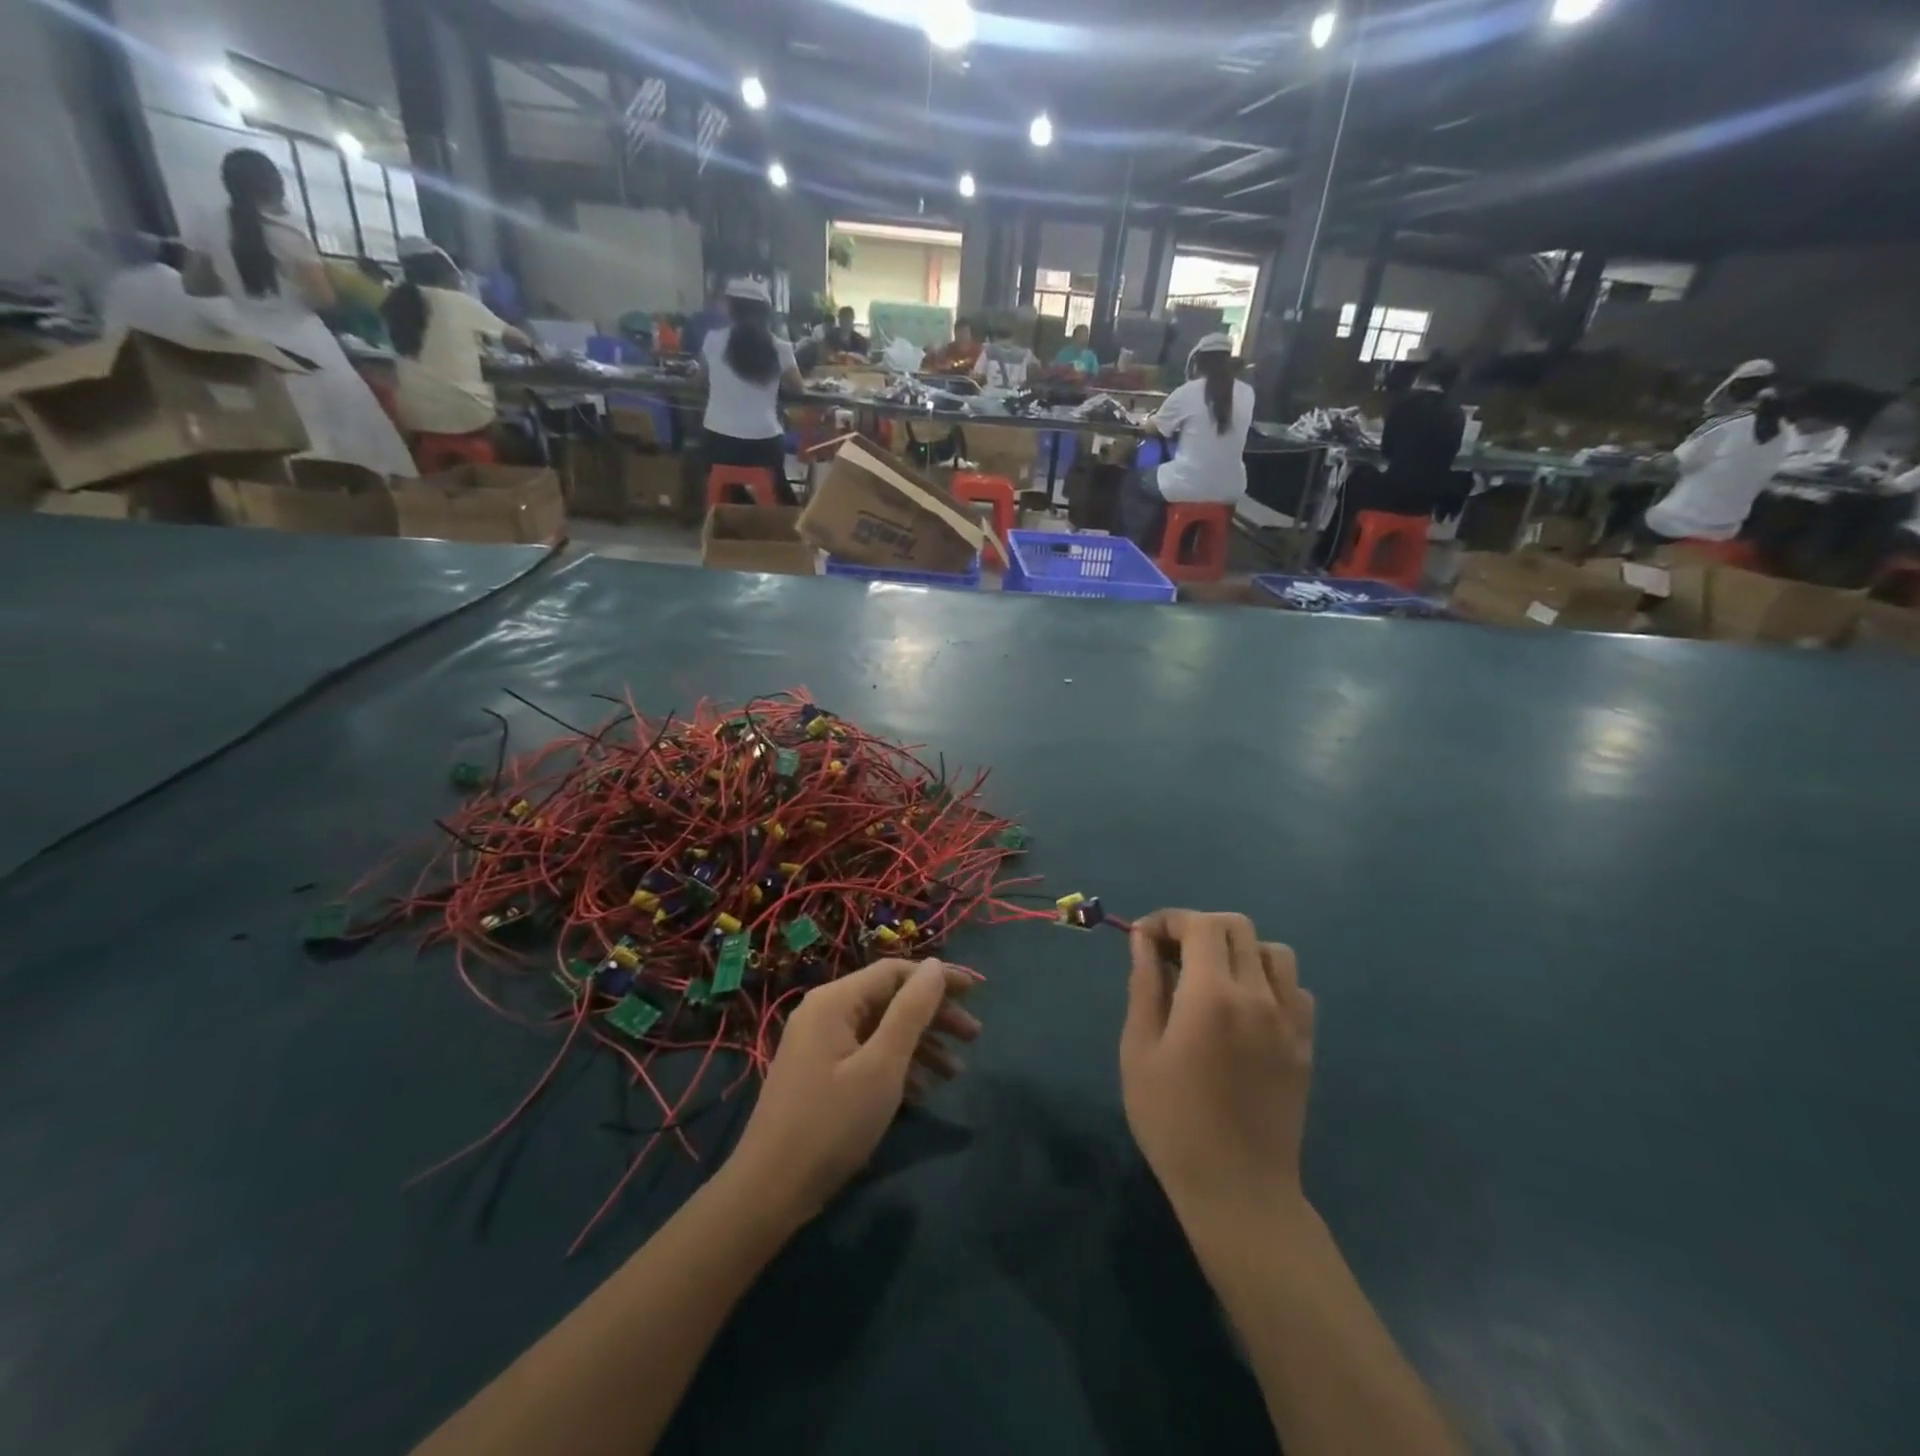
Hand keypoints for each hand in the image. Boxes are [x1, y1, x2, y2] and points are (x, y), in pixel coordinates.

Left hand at [729, 958, 978, 1225]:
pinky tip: (924, 1091)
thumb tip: (935, 965)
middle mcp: (825, 1012)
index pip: (895, 971)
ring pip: (881, 1029)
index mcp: (835, 1001)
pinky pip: (867, 1054)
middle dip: (934, 1015)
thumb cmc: (832, 1124)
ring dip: (921, 1044)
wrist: (769, 1192)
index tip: (976, 995)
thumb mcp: (882, 1066)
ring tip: (956, 1071)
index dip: (938, 979)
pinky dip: (897, 1066)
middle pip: (890, 999)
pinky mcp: (820, 1074)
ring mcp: (820, 1044)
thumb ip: (911, 1011)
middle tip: (974, 1036)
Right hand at [1120, 910, 1314, 1225]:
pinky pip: (1295, 988)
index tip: (1143, 938)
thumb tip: (1143, 939)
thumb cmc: (1173, 1121)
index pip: (1198, 924)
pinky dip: (1268, 980)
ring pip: (1273, 951)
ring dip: (1238, 950)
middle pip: (1237, 927)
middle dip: (1199, 927)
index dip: (1168, 920)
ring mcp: (1290, 1020)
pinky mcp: (1306, 1043)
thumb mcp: (1140, 1050)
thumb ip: (1145, 985)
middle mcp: (1258, 995)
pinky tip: (1245, 1008)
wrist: (1238, 1189)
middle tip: (1171, 955)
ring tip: (1211, 978)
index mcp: (1212, 995)